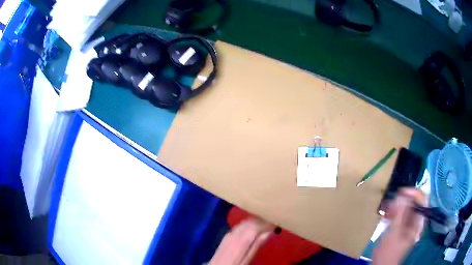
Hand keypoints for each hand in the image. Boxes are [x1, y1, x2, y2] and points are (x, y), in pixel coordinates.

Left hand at [209, 218, 273, 264]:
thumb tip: (268, 232)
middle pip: (250, 221)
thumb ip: (257, 244)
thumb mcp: (248, 257)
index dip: (266, 222)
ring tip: (265, 223)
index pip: (256, 225)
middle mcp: (235, 233)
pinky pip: (240, 225)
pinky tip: (253, 228)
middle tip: (272, 221)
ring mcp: (230, 233)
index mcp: (242, 239)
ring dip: (255, 221)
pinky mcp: (227, 235)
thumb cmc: (235, 263)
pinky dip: (248, 224)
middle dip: (262, 220)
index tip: (275, 221)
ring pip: (245, 222)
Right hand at [373, 188, 426, 264]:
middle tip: (391, 202)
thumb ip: (399, 215)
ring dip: (397, 205)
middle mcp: (416, 221)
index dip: (414, 193)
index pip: (423, 200)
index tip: (401, 192)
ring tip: (387, 208)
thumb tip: (402, 195)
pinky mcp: (401, 226)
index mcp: (418, 223)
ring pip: (406, 207)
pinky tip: (386, 213)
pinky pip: (400, 213)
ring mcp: (408, 224)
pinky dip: (394, 211)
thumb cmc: (388, 253)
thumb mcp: (393, 234)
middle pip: (414, 202)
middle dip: (403, 199)